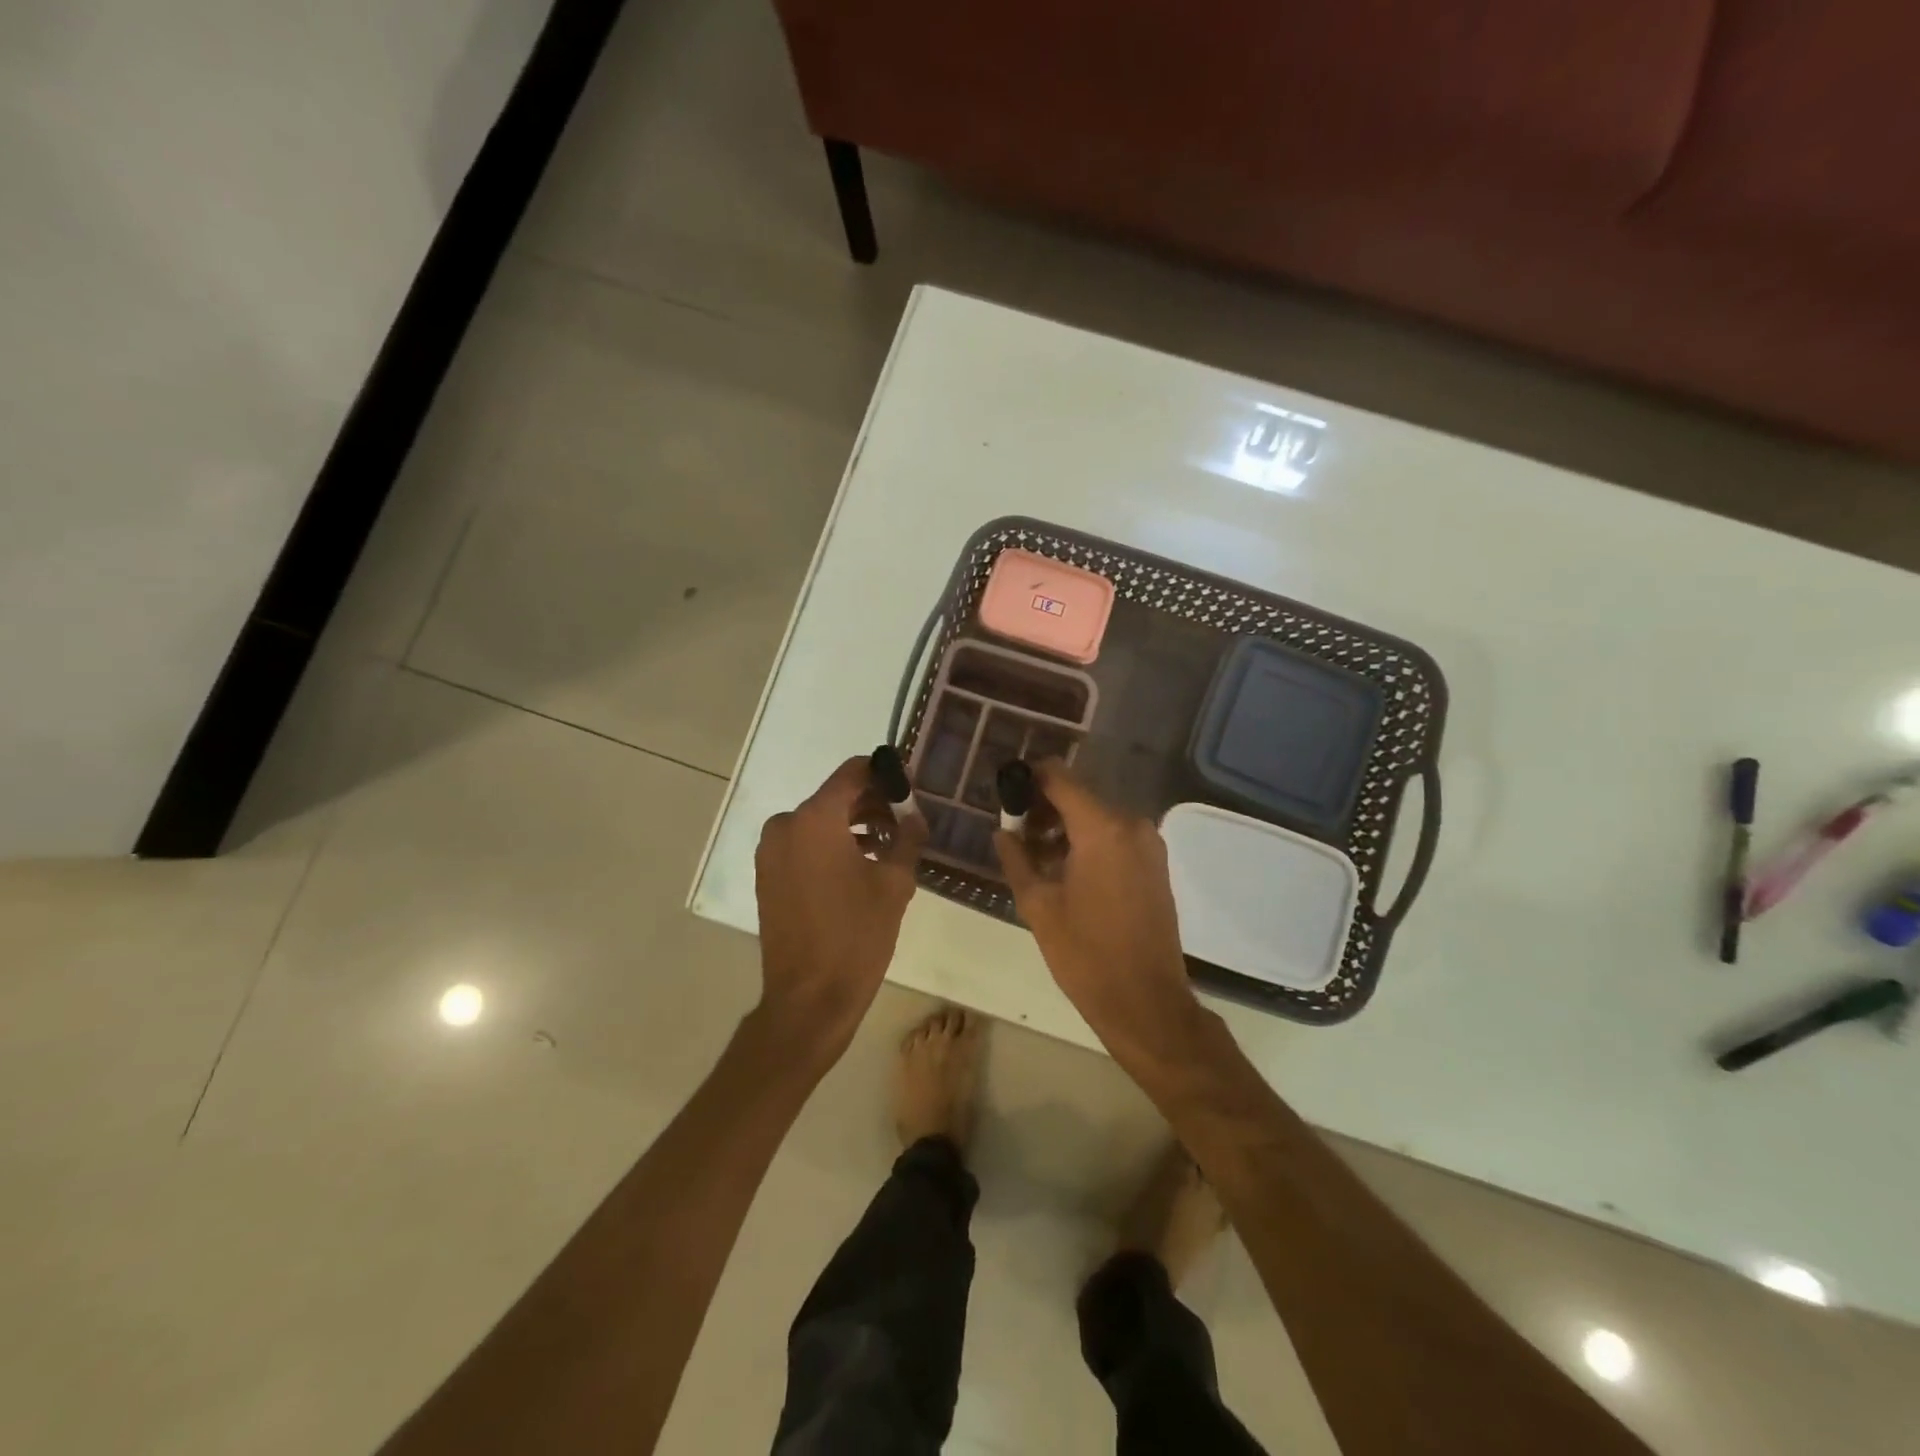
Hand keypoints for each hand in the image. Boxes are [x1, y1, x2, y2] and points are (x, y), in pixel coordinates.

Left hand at [754, 756, 927, 1067]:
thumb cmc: (856, 935)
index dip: (883, 775)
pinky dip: (830, 846)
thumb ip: (907, 839)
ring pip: (819, 822)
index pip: (853, 772)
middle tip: (904, 824)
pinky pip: (803, 844)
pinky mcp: (767, 876)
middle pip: (835, 797)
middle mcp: (786, 825)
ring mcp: (771, 852)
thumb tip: (914, 817)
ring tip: (887, 849)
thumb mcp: (894, 884)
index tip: (909, 790)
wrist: (809, 998)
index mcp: (815, 818)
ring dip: (852, 827)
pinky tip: (860, 868)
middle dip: (871, 805)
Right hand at [994, 762, 1203, 1064]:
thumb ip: (1016, 858)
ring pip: (1096, 817)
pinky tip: (1066, 871)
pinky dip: (1088, 842)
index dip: (1029, 779)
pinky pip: (1115, 837)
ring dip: (1064, 828)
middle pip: (1078, 796)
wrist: (1146, 1002)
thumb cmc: (1086, 954)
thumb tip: (1003, 832)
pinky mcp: (1155, 863)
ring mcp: (1149, 844)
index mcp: (1102, 828)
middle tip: (1015, 835)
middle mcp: (1131, 824)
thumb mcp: (1038, 905)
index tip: (1006, 796)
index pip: (1059, 777)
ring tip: (1036, 859)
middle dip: (1044, 809)